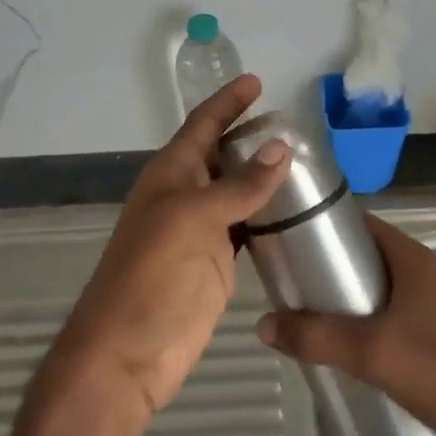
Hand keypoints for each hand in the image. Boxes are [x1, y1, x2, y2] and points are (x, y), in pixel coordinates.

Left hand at [48, 73, 291, 422]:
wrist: (128, 353)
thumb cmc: (152, 277)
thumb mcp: (192, 220)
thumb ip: (238, 186)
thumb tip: (282, 147)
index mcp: (170, 175)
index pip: (202, 126)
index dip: (228, 103)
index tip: (257, 82)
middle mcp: (185, 196)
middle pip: (222, 156)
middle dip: (252, 138)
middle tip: (298, 127)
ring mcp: (201, 232)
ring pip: (237, 193)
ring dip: (265, 178)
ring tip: (308, 165)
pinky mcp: (217, 265)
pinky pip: (247, 229)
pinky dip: (269, 218)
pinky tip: (297, 213)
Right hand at [255, 213, 435, 435]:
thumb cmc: (435, 369)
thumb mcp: (367, 350)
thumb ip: (314, 336)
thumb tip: (263, 324)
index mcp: (412, 258)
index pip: (362, 224)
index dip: (325, 226)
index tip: (289, 238)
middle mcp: (424, 271)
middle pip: (367, 255)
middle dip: (329, 267)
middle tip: (291, 283)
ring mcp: (434, 302)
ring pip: (378, 287)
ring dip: (346, 297)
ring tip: (309, 314)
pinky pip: (391, 312)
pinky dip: (365, 319)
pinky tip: (345, 344)